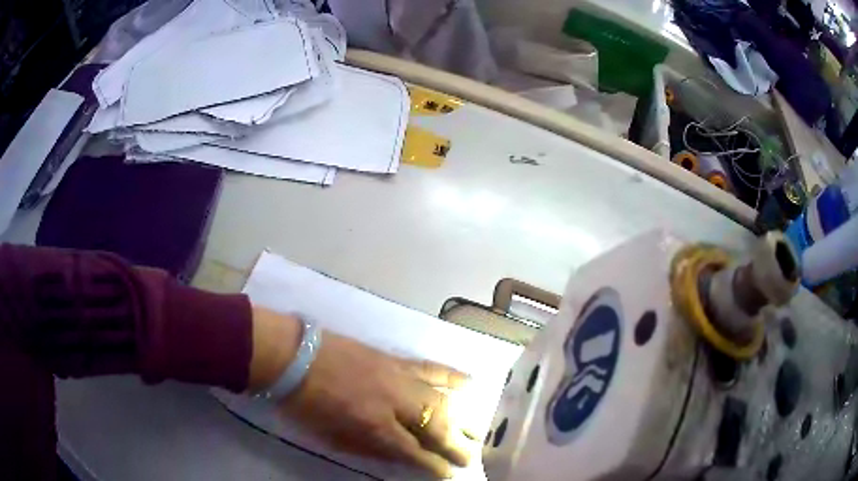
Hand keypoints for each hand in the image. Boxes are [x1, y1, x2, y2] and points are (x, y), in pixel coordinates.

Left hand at [278, 331, 471, 478]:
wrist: (293, 356)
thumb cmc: (306, 403)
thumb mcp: (333, 436)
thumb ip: (369, 448)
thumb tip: (400, 455)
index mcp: (375, 427)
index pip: (415, 452)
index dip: (434, 465)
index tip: (449, 473)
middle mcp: (395, 403)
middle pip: (436, 426)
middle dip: (456, 444)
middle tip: (471, 455)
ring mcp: (398, 377)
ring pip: (440, 399)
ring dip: (460, 417)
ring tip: (475, 429)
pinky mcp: (394, 359)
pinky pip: (429, 368)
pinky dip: (451, 376)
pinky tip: (468, 382)